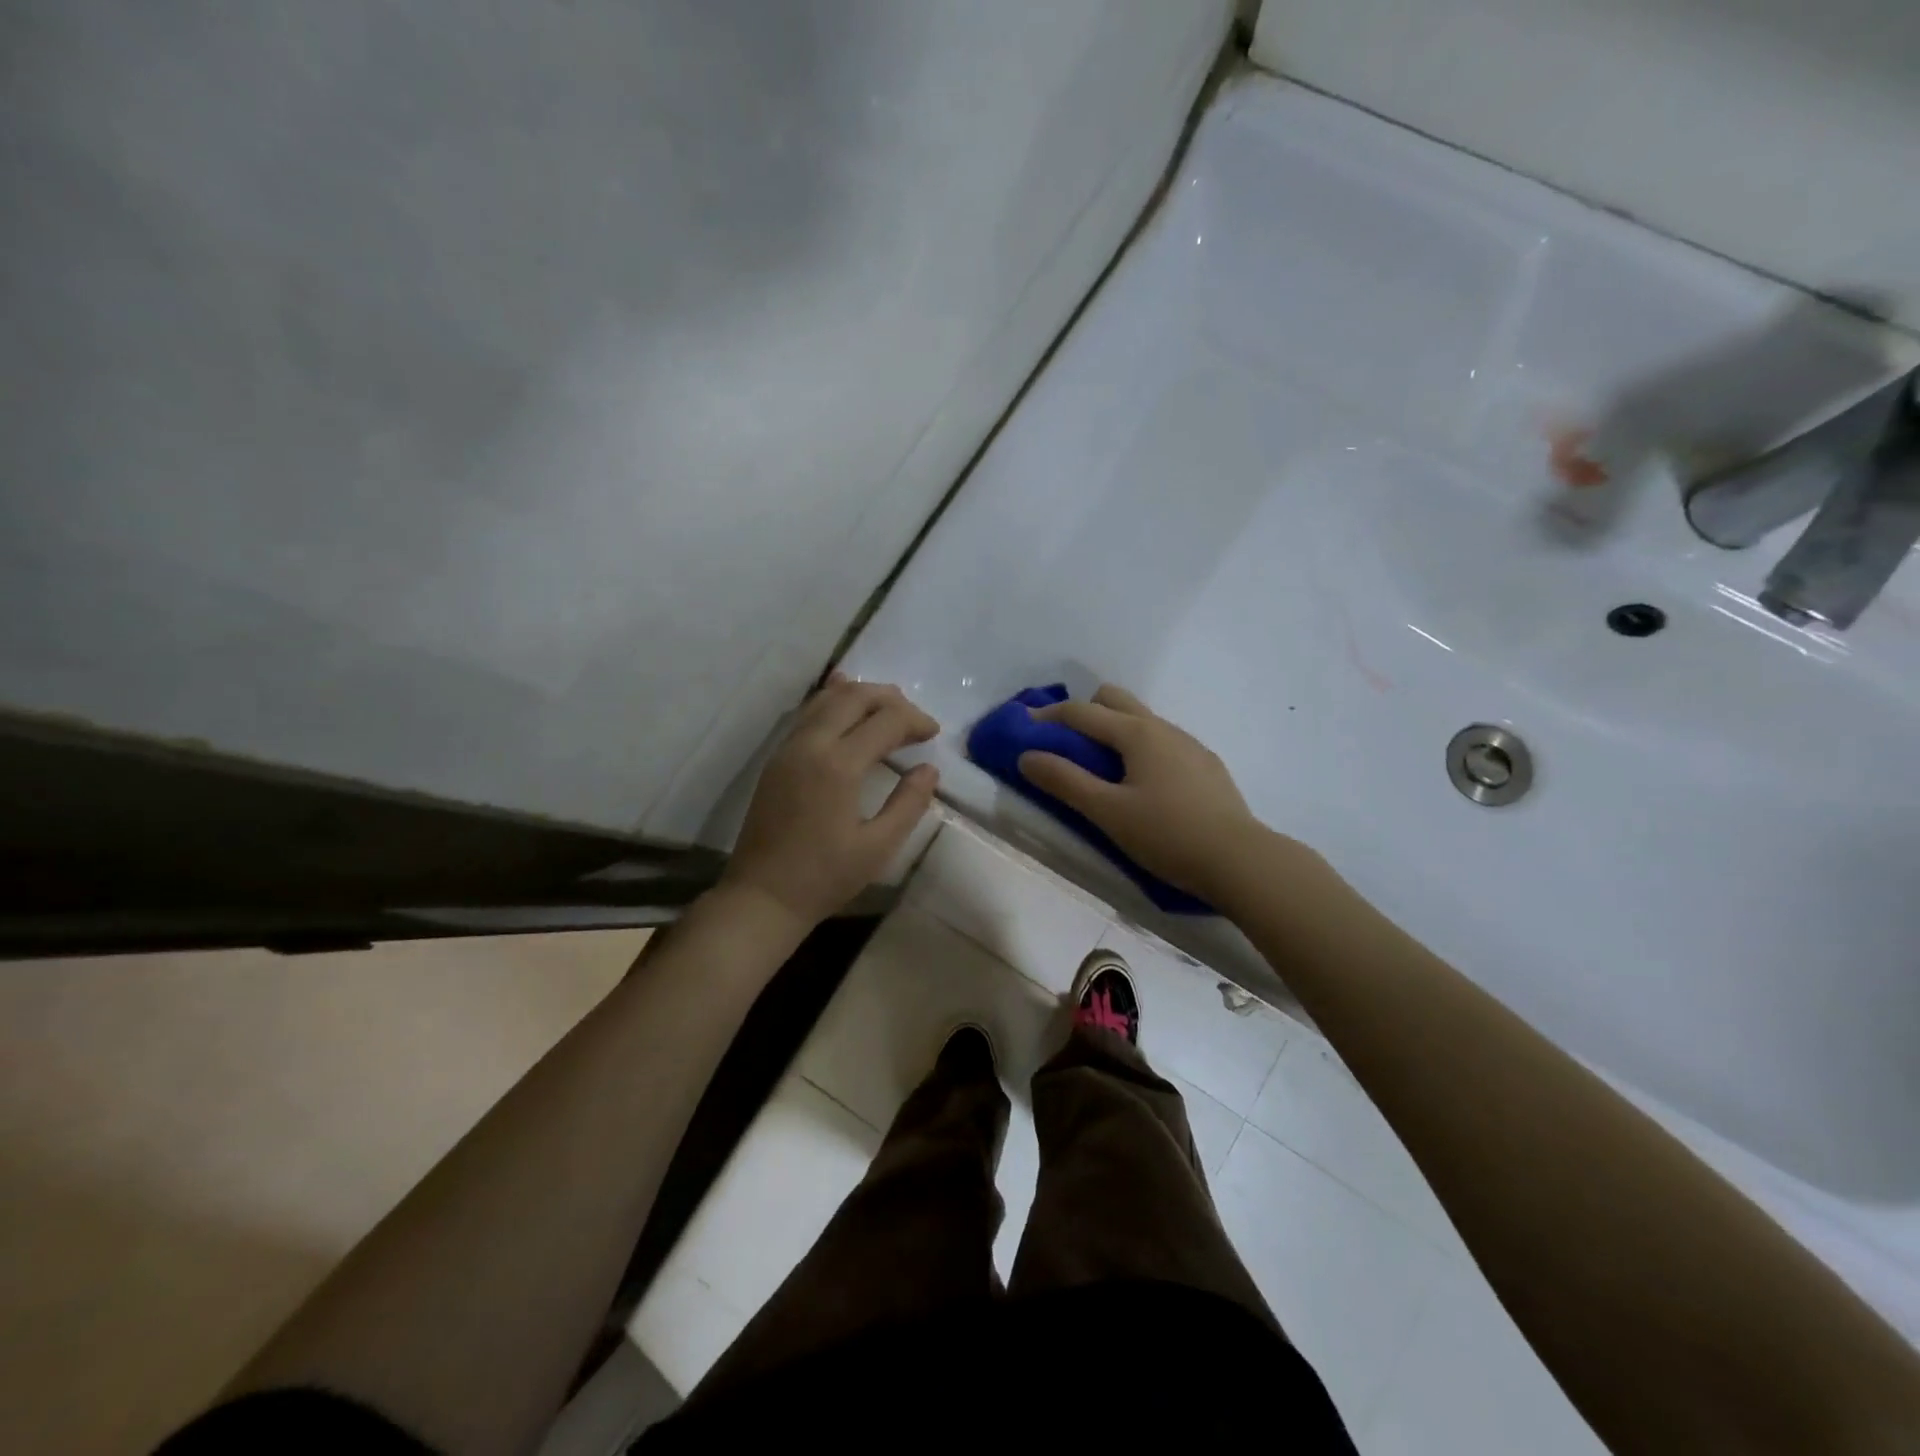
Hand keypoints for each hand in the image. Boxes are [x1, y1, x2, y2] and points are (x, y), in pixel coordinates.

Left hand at [719, 674, 939, 928]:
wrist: (763, 896)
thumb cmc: (825, 877)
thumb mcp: (879, 847)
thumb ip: (908, 803)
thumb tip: (929, 769)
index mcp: (839, 765)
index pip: (885, 721)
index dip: (914, 720)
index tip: (933, 734)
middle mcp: (811, 744)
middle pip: (854, 697)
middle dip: (889, 699)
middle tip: (914, 719)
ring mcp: (789, 748)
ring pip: (827, 699)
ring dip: (861, 695)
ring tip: (888, 707)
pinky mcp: (777, 758)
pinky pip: (807, 714)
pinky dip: (832, 701)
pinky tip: (844, 700)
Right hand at [1018, 683, 1265, 904]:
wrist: (1240, 861)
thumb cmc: (1167, 835)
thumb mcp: (1107, 812)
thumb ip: (1065, 781)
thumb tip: (1027, 756)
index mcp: (1137, 733)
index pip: (1081, 712)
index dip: (1048, 716)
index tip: (1023, 725)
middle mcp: (1163, 727)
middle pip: (1115, 700)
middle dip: (1084, 712)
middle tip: (1066, 745)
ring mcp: (1189, 744)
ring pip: (1141, 721)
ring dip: (1113, 731)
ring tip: (1101, 769)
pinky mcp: (1206, 765)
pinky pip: (1162, 742)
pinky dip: (1139, 749)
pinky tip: (1142, 785)